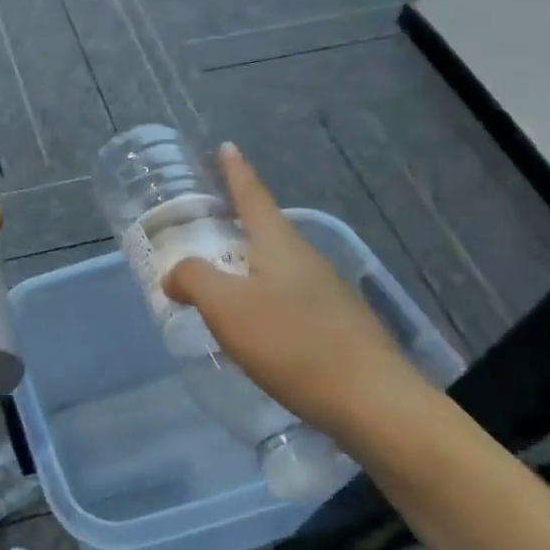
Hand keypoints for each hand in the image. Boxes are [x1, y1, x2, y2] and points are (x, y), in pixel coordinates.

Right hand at [161, 143, 418, 435]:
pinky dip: (265, 301)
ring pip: (278, 268)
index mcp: (279, 244)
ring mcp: (328, 293)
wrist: (374, 403)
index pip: (253, 195)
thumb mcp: (227, 307)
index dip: (235, 171)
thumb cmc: (293, 343)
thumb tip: (176, 276)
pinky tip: (256, 331)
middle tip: (208, 228)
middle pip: (266, 231)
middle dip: (237, 226)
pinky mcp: (339, 327)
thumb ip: (193, 280)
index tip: (227, 147)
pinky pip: (290, 300)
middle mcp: (306, 259)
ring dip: (249, 268)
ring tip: (222, 286)